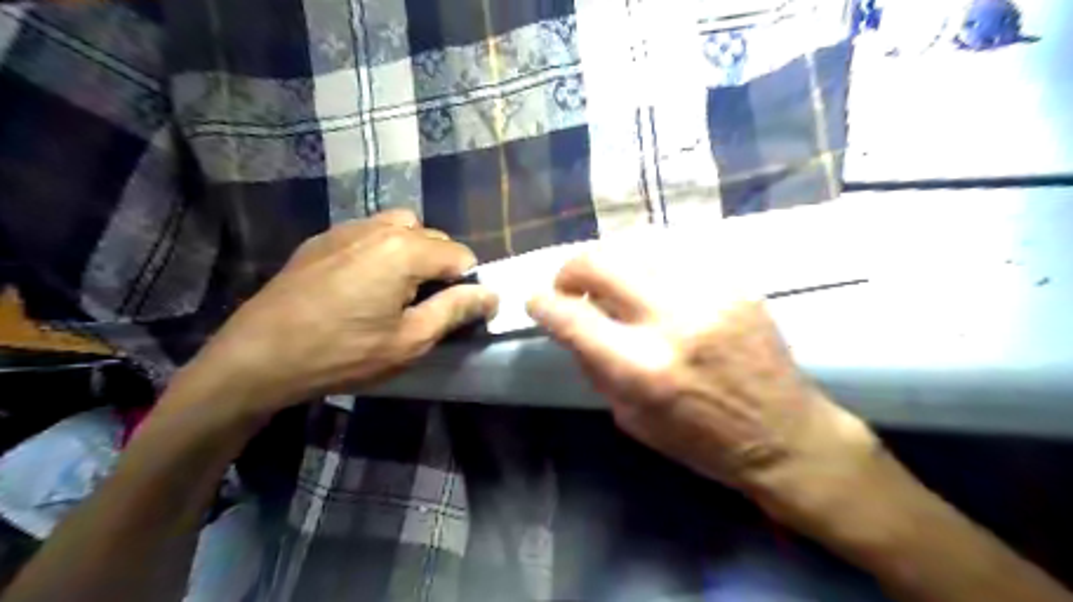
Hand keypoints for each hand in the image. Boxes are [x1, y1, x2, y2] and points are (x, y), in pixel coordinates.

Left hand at [179, 210, 494, 413]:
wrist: (257, 357)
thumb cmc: (342, 353)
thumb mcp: (409, 340)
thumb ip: (455, 310)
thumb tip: (491, 294)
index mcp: (405, 250)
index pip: (462, 255)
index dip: (467, 284)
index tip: (455, 312)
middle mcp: (379, 227)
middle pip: (434, 237)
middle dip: (442, 267)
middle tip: (426, 305)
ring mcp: (347, 229)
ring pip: (402, 228)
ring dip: (414, 252)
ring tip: (399, 288)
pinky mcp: (322, 239)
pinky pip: (369, 232)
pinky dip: (383, 249)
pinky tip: (364, 282)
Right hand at [527, 241, 880, 517]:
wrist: (784, 434)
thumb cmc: (701, 441)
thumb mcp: (631, 419)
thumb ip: (596, 366)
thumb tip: (571, 326)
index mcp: (642, 368)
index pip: (572, 318)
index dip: (543, 304)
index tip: (535, 300)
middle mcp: (672, 321)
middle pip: (601, 263)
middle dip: (571, 269)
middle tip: (569, 284)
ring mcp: (708, 294)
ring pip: (637, 247)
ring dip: (610, 262)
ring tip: (608, 281)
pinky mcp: (734, 283)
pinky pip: (675, 254)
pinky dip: (648, 264)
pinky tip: (648, 281)